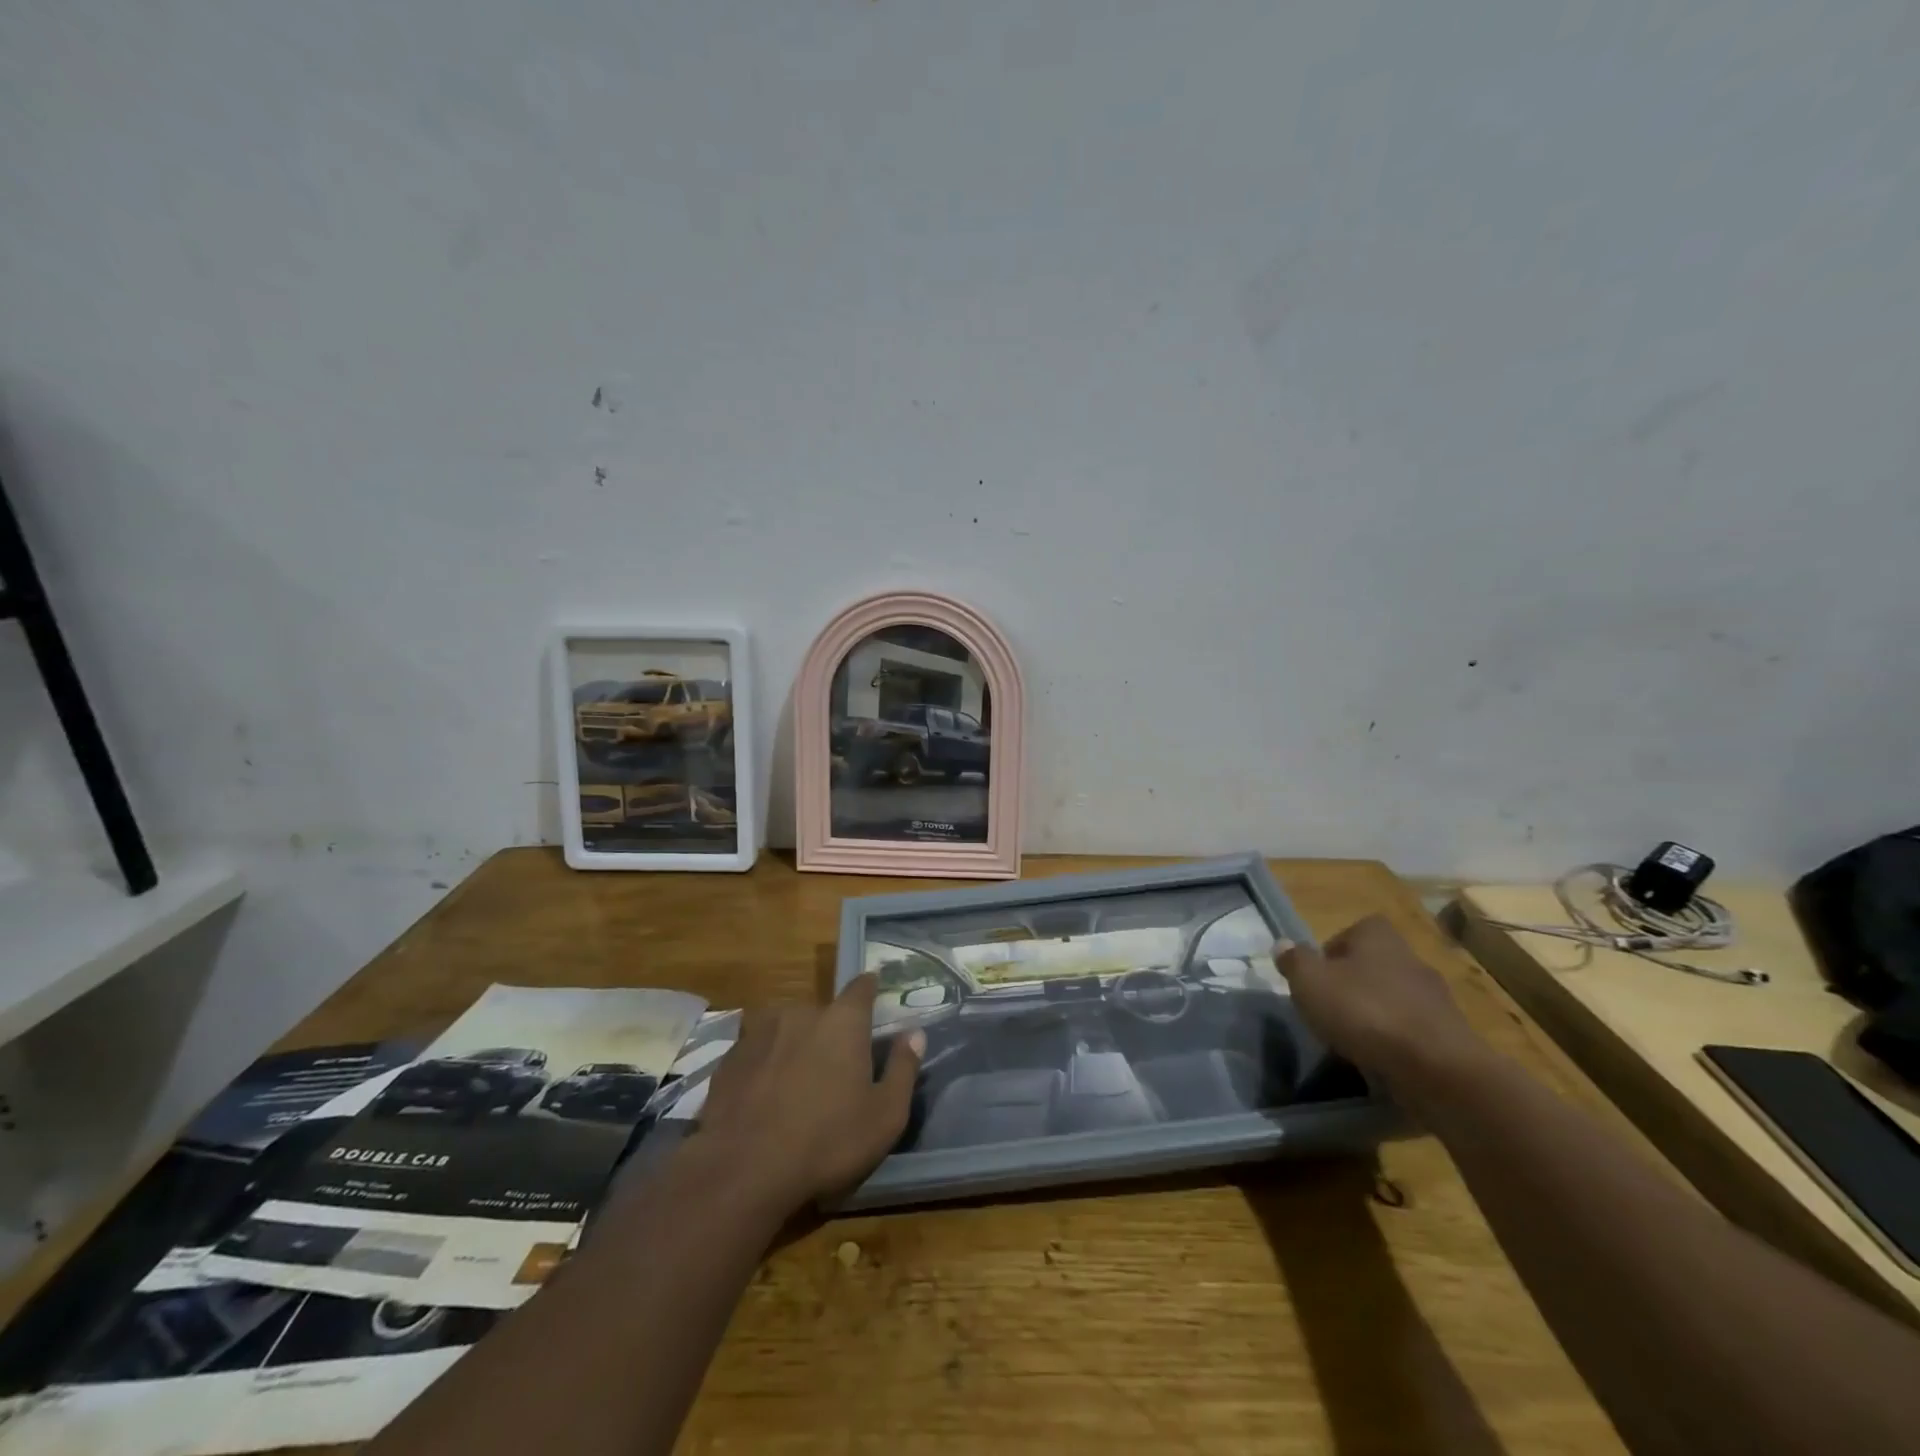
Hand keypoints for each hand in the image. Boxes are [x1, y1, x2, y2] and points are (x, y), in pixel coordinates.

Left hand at [693, 975, 922, 1218]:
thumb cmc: (827, 1142)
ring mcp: (760, 1033)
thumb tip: (915, 1033)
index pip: (861, 987)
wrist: (743, 1172)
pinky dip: (763, 1067)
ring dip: (794, 1048)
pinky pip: (756, 1053)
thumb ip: (903, 1068)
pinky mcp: (729, 1059)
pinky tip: (762, 1099)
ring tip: (794, 1085)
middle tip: (834, 1069)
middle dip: (830, 1033)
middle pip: (822, 1014)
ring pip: (786, 1031)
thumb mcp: (885, 1115)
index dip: (869, 989)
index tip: (873, 992)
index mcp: (842, 1021)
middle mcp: (801, 1013)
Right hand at [1278, 916, 1485, 1093]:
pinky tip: (1380, 1058)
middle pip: (1374, 964)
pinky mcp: (1450, 1034)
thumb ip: (1294, 961)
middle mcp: (1410, 957)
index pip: (1353, 930)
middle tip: (1330, 1008)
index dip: (1332, 951)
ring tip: (1353, 1039)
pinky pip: (1412, 1029)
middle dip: (1353, 984)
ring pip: (1394, 997)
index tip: (1317, 977)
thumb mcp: (1310, 982)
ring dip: (1375, 1013)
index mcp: (1378, 936)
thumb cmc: (1364, 1011)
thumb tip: (1282, 944)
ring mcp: (1436, 997)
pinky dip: (1396, 1040)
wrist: (1437, 1068)